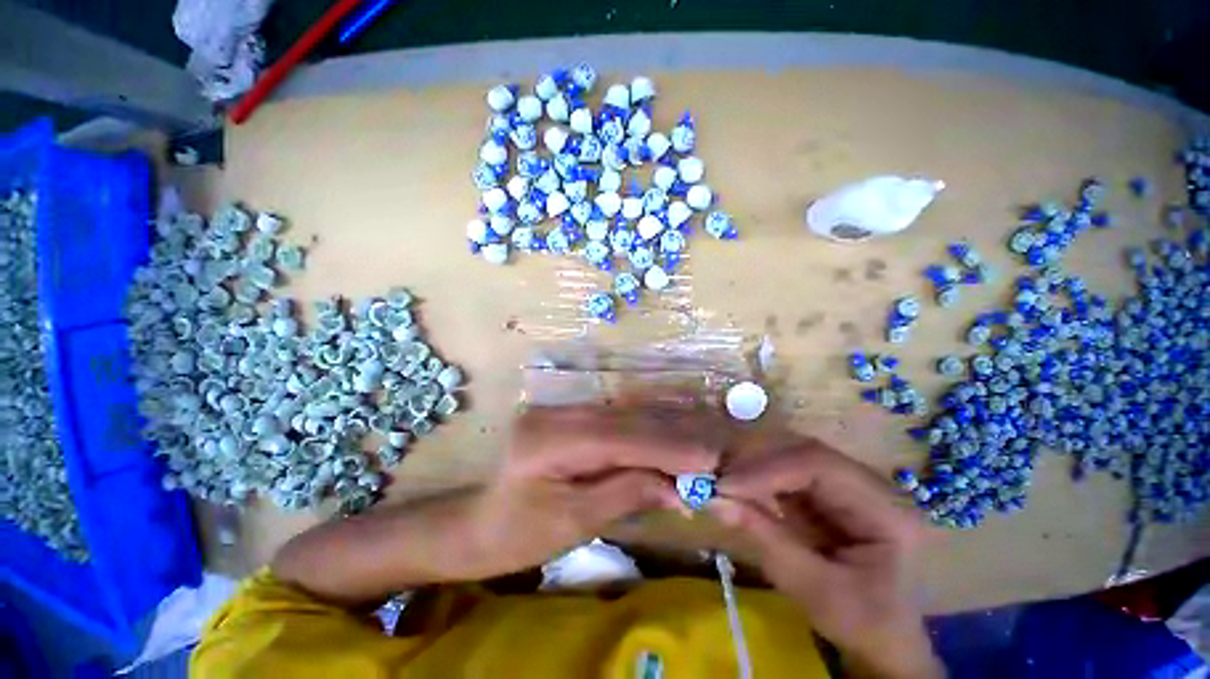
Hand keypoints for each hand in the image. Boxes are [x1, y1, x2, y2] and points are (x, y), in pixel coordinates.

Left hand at [273, 402, 723, 602]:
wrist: (478, 523)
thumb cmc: (519, 534)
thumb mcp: (573, 522)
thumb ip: (625, 492)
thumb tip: (678, 483)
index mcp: (547, 440)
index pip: (620, 437)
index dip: (667, 446)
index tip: (710, 458)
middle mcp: (558, 413)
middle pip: (627, 419)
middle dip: (674, 434)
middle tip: (717, 449)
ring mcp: (564, 409)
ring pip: (627, 413)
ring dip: (668, 427)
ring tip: (706, 439)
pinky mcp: (573, 415)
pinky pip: (619, 418)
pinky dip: (650, 428)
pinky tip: (676, 430)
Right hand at [711, 440, 942, 678]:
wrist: (886, 638)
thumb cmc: (864, 623)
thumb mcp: (817, 592)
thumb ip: (767, 541)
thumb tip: (715, 500)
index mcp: (887, 509)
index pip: (820, 464)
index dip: (768, 468)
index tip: (725, 485)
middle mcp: (869, 483)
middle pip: (803, 451)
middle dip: (755, 461)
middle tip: (715, 476)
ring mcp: (848, 482)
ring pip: (790, 455)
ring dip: (752, 464)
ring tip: (720, 479)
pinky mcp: (827, 490)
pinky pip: (785, 471)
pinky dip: (756, 477)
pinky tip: (737, 486)